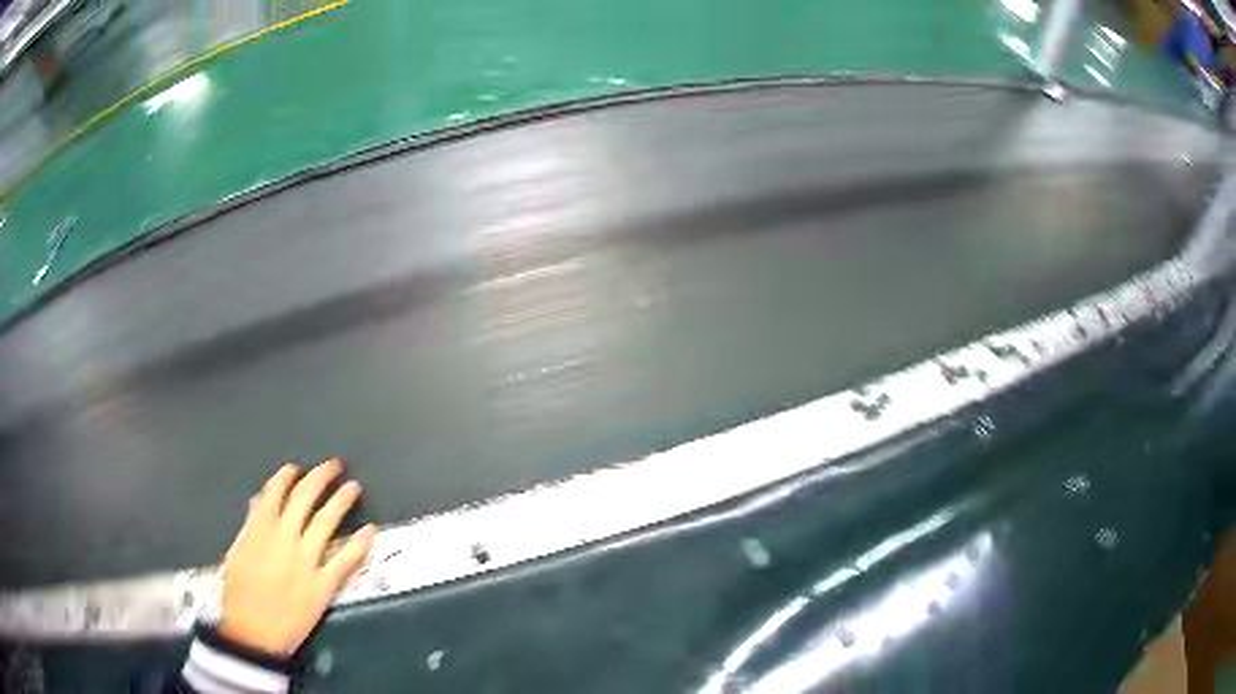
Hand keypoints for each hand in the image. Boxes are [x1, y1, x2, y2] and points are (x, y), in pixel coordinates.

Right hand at [218, 459, 375, 655]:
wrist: (254, 630)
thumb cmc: (239, 593)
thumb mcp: (237, 552)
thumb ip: (250, 526)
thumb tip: (258, 503)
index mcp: (259, 528)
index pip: (275, 492)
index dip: (288, 477)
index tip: (297, 469)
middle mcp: (284, 537)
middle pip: (305, 499)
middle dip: (320, 478)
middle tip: (335, 466)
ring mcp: (305, 560)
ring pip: (326, 522)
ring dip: (341, 501)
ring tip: (353, 487)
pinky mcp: (323, 584)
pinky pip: (344, 560)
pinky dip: (358, 544)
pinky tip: (369, 531)